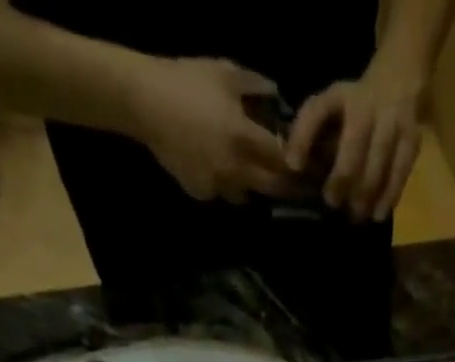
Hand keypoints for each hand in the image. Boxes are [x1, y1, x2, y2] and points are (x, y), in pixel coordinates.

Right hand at [129, 57, 298, 203]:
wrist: (143, 101)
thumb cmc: (185, 80)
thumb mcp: (224, 72)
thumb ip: (255, 85)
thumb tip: (277, 94)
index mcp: (244, 138)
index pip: (283, 160)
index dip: (299, 164)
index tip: (311, 165)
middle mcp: (236, 168)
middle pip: (272, 188)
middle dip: (285, 185)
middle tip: (293, 181)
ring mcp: (218, 184)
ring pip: (246, 194)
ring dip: (251, 185)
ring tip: (249, 171)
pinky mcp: (201, 192)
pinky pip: (221, 193)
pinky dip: (224, 184)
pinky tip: (216, 166)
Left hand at [286, 61, 425, 220]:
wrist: (399, 79)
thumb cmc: (355, 104)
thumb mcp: (330, 105)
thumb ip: (311, 131)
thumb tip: (294, 168)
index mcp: (340, 96)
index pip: (316, 111)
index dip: (303, 139)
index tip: (294, 168)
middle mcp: (367, 105)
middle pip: (353, 147)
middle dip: (341, 179)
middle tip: (332, 203)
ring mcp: (392, 121)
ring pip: (377, 164)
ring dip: (365, 195)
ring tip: (356, 215)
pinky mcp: (412, 139)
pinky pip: (399, 172)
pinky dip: (389, 196)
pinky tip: (378, 213)